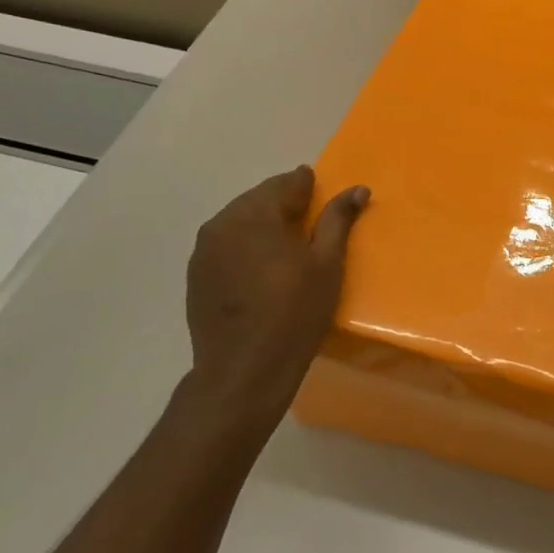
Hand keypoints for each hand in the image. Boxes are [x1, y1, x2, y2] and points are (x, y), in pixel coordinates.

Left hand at [184, 166, 369, 433]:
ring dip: (263, 223)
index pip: (288, 183)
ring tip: (285, 248)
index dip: (309, 186)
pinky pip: (225, 242)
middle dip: (285, 203)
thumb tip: (358, 189)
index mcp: (258, 214)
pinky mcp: (196, 271)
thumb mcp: (327, 264)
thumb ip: (338, 220)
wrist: (244, 369)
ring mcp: (204, 248)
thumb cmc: (295, 313)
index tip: (323, 197)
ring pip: (240, 218)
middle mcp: (224, 221)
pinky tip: (260, 268)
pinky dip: (245, 243)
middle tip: (310, 226)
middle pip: (261, 197)